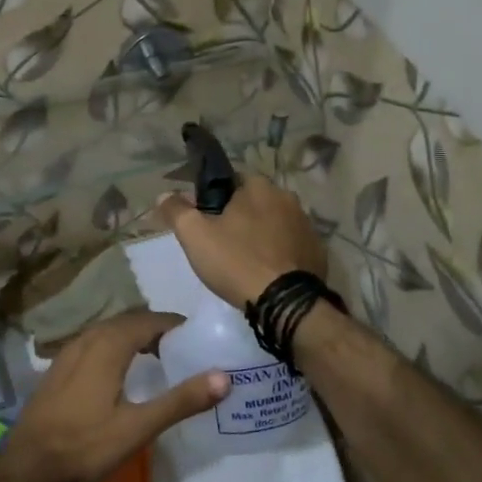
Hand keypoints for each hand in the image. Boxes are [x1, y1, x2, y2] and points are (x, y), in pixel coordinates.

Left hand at [0, 310, 228, 481]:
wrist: (28, 465)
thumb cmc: (85, 445)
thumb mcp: (138, 427)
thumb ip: (181, 401)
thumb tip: (223, 376)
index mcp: (108, 345)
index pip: (149, 320)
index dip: (175, 325)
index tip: (198, 337)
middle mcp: (87, 339)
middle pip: (129, 322)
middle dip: (157, 329)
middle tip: (184, 349)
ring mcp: (68, 352)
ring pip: (109, 332)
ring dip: (135, 337)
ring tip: (159, 357)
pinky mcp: (59, 368)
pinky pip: (94, 344)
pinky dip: (116, 347)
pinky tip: (121, 372)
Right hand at [156, 175, 327, 308]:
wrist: (285, 302)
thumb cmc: (236, 261)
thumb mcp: (194, 235)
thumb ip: (176, 210)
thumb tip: (164, 195)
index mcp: (258, 186)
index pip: (230, 179)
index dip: (213, 197)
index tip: (203, 217)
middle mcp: (287, 197)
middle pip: (254, 201)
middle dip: (238, 215)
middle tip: (220, 241)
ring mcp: (307, 224)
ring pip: (274, 222)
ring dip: (260, 233)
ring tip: (243, 258)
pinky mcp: (317, 250)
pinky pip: (290, 244)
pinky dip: (278, 252)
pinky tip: (266, 271)